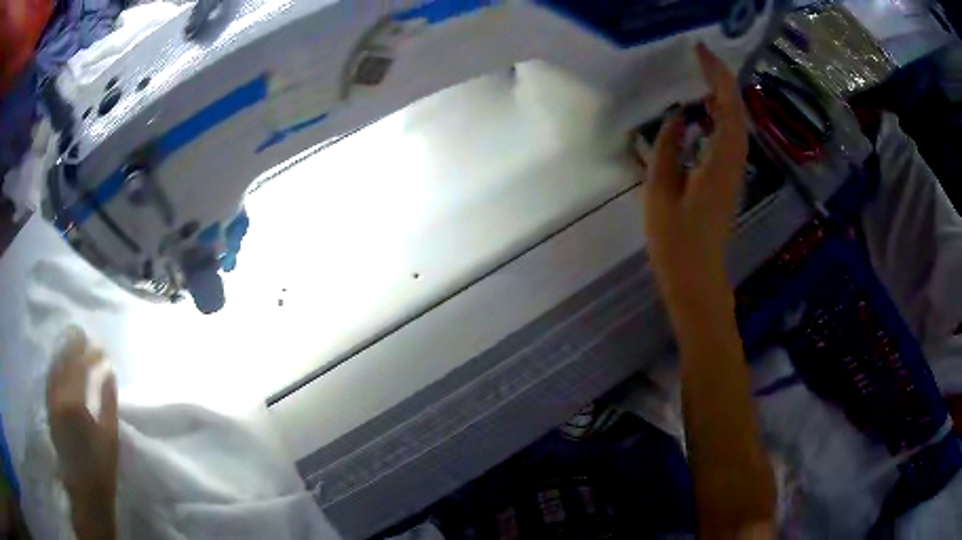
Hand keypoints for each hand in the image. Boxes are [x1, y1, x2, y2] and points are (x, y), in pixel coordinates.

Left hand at [47, 328, 117, 539]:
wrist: (85, 491)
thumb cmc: (102, 467)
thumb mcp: (110, 437)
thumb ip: (109, 401)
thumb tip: (109, 371)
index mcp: (74, 403)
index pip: (80, 366)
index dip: (90, 353)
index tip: (101, 347)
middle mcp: (58, 396)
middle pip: (63, 361)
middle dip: (73, 345)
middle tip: (83, 333)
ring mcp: (50, 401)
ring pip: (53, 366)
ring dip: (62, 352)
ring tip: (71, 342)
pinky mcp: (48, 408)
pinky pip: (49, 379)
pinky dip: (55, 366)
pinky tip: (60, 362)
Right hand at [644, 44, 748, 298]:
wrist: (697, 278)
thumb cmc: (675, 241)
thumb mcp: (660, 191)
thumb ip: (667, 148)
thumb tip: (676, 116)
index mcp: (720, 163)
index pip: (726, 107)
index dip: (716, 75)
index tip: (700, 51)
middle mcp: (734, 162)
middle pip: (736, 111)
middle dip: (721, 79)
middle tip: (700, 56)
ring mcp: (734, 172)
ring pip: (736, 123)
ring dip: (723, 95)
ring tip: (701, 74)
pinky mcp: (729, 179)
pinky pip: (730, 137)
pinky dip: (721, 116)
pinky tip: (705, 110)